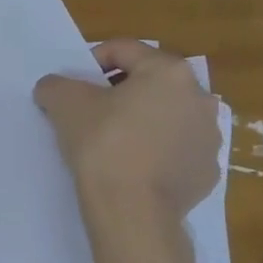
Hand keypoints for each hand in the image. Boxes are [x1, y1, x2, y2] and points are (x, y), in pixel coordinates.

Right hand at [34, 41, 220, 220]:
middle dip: (120, 92)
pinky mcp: (207, 171)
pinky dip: (155, 151)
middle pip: (150, 82)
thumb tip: (54, 87)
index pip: (123, 50)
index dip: (91, 62)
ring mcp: (209, 137)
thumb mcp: (64, 104)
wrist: (132, 211)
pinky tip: (132, 167)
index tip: (73, 85)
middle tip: (90, 111)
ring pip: (166, 116)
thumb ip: (56, 85)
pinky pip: (176, 150)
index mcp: (169, 72)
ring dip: (142, 120)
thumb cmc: (103, 145)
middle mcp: (199, 98)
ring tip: (112, 141)